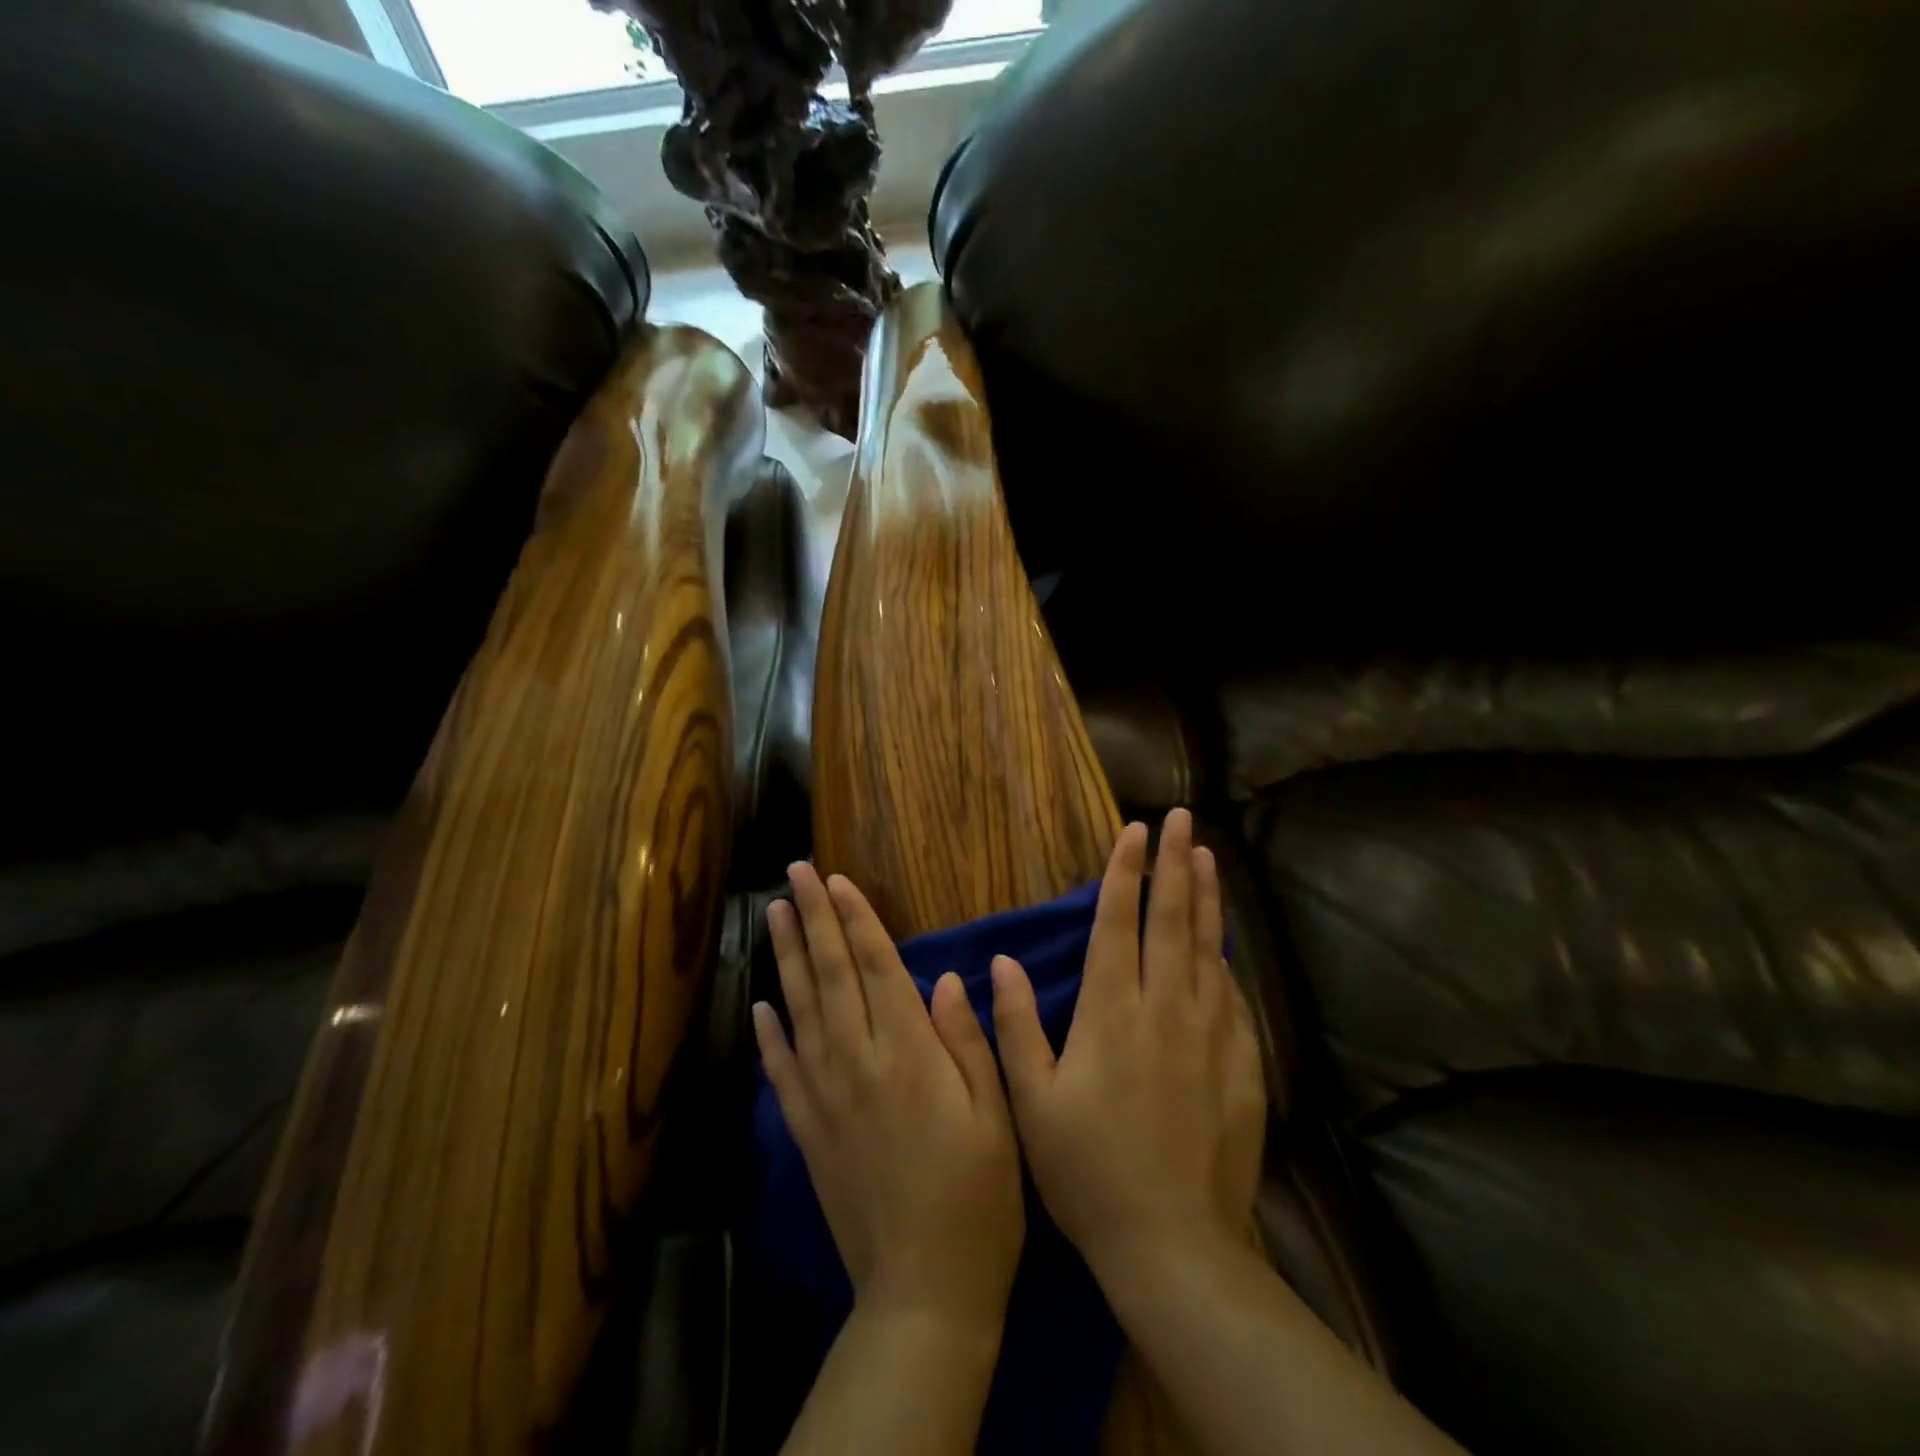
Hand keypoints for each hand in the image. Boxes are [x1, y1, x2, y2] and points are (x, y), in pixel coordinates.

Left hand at [754, 863, 1025, 1326]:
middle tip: (794, 873)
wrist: (925, 1291)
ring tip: (774, 914)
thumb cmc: (979, 1196)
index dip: (855, 919)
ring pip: (799, 1009)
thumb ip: (968, 1040)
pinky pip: (781, 1070)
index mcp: (908, 1052)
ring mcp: (825, 1096)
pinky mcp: (808, 1131)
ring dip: (785, 957)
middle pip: (830, 974)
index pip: (876, 966)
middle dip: (813, 918)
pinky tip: (759, 1004)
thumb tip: (947, 978)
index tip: (835, 879)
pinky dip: (768, 1033)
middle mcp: (858, 1062)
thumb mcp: (997, 1113)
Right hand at [990, 809, 1265, 1283]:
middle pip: (1171, 920)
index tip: (1134, 830)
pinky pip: (1233, 997)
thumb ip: (1017, 1025)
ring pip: (1208, 949)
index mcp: (1111, 1011)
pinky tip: (1226, 946)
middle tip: (1180, 818)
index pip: (1117, 922)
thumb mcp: (1032, 1102)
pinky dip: (1227, 961)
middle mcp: (1164, 1008)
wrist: (1174, 1245)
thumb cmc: (1088, 1171)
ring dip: (1206, 898)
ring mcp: (1209, 1034)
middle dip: (1174, 863)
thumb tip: (1002, 961)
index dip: (1124, 871)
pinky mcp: (1241, 1064)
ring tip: (1207, 857)